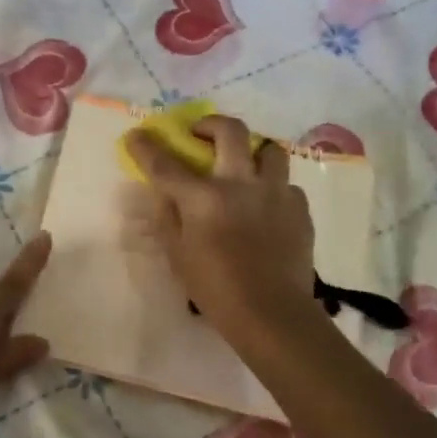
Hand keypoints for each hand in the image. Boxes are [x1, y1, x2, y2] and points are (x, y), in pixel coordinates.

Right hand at [125, 116, 319, 342]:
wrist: (272, 313)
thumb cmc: (216, 289)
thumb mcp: (178, 256)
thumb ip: (167, 219)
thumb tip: (164, 195)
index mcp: (204, 198)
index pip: (166, 164)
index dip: (146, 147)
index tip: (136, 135)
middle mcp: (241, 183)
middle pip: (230, 131)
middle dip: (211, 124)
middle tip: (202, 135)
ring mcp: (276, 193)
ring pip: (269, 149)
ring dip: (253, 152)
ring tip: (245, 167)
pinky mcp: (300, 209)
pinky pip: (286, 185)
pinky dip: (273, 189)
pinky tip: (267, 208)